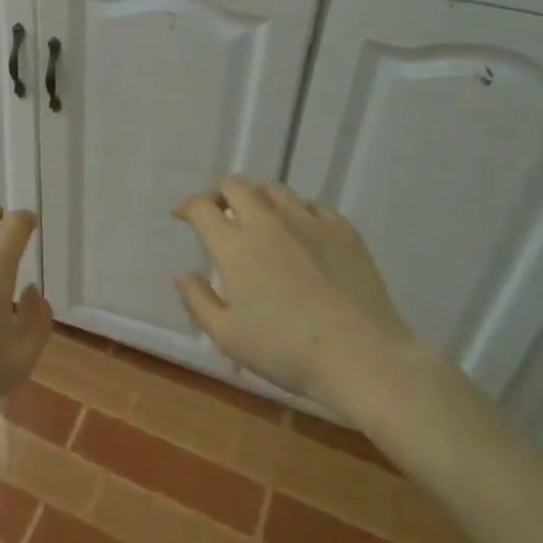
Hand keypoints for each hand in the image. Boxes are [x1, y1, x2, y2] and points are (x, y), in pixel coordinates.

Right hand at [172, 177, 420, 420]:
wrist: (361, 357)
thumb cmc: (286, 351)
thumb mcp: (228, 336)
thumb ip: (198, 300)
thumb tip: (181, 273)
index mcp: (235, 246)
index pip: (202, 207)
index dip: (187, 207)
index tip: (182, 216)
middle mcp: (267, 222)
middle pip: (236, 185)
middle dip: (220, 194)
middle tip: (218, 214)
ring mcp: (308, 221)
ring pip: (274, 190)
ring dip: (258, 199)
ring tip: (258, 219)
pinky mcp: (342, 230)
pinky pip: (313, 205)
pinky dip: (297, 211)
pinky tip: (300, 231)